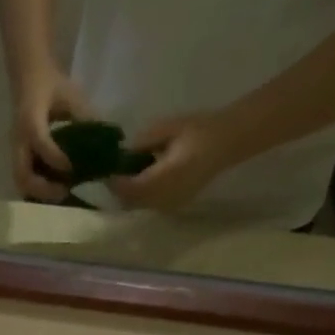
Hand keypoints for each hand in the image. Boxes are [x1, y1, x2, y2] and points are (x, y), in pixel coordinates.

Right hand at [10, 68, 92, 201]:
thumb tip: (107, 141)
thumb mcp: (71, 95)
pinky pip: (24, 179)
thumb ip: (86, 117)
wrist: (28, 77)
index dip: (56, 158)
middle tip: (65, 191)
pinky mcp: (19, 156)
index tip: (73, 168)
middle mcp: (19, 140)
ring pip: (21, 181)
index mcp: (31, 120)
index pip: (40, 143)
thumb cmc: (51, 84)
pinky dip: (37, 188)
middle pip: (23, 174)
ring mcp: (16, 151)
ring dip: (39, 192)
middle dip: (43, 188)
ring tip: (61, 193)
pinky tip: (55, 188)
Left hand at [107, 112, 239, 211]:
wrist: (227, 142)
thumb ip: (143, 142)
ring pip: (139, 206)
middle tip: (113, 174)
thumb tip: (123, 153)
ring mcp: (171, 204)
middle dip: (119, 190)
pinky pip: (149, 206)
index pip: (131, 188)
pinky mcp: (175, 206)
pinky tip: (141, 181)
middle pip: (131, 202)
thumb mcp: (168, 128)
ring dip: (129, 195)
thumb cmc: (199, 129)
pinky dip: (140, 197)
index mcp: (167, 176)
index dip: (116, 182)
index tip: (107, 171)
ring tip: (125, 176)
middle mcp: (167, 196)